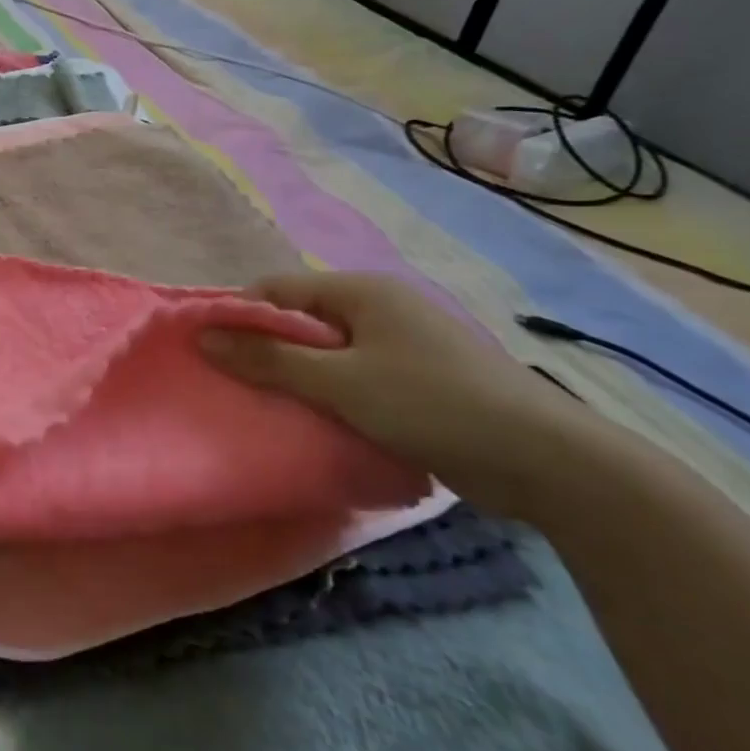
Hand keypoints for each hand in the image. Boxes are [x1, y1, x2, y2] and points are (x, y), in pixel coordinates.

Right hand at [197, 271, 587, 509]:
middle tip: (239, 385)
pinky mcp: (420, 378)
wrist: (547, 461)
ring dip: (300, 377)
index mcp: (361, 290)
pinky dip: (333, 393)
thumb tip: (202, 337)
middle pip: (302, 319)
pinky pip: (356, 375)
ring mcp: (404, 342)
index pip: (278, 289)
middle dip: (268, 350)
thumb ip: (268, 359)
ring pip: (328, 352)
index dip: (240, 317)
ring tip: (272, 406)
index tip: (213, 352)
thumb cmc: (431, 403)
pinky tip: (319, 420)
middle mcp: (381, 307)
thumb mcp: (339, 382)